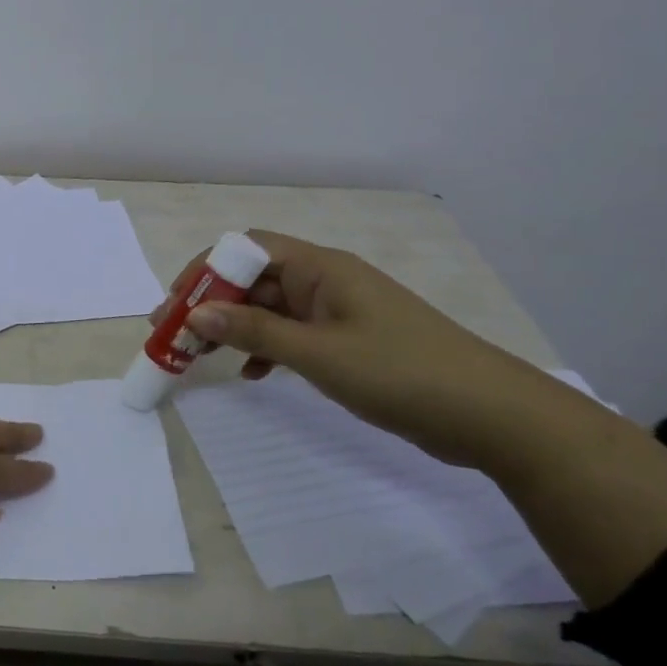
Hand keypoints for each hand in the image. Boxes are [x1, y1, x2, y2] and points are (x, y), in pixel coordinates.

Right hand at [158, 230, 570, 467]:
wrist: (492, 416)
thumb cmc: (401, 373)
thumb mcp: (318, 353)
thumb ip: (253, 332)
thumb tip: (193, 314)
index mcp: (320, 268)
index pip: (247, 249)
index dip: (205, 270)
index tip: (174, 305)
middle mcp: (324, 280)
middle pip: (254, 278)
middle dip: (211, 303)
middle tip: (175, 335)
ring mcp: (337, 311)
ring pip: (270, 308)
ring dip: (234, 327)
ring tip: (200, 356)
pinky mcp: (348, 341)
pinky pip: (292, 334)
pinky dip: (265, 348)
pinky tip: (251, 374)